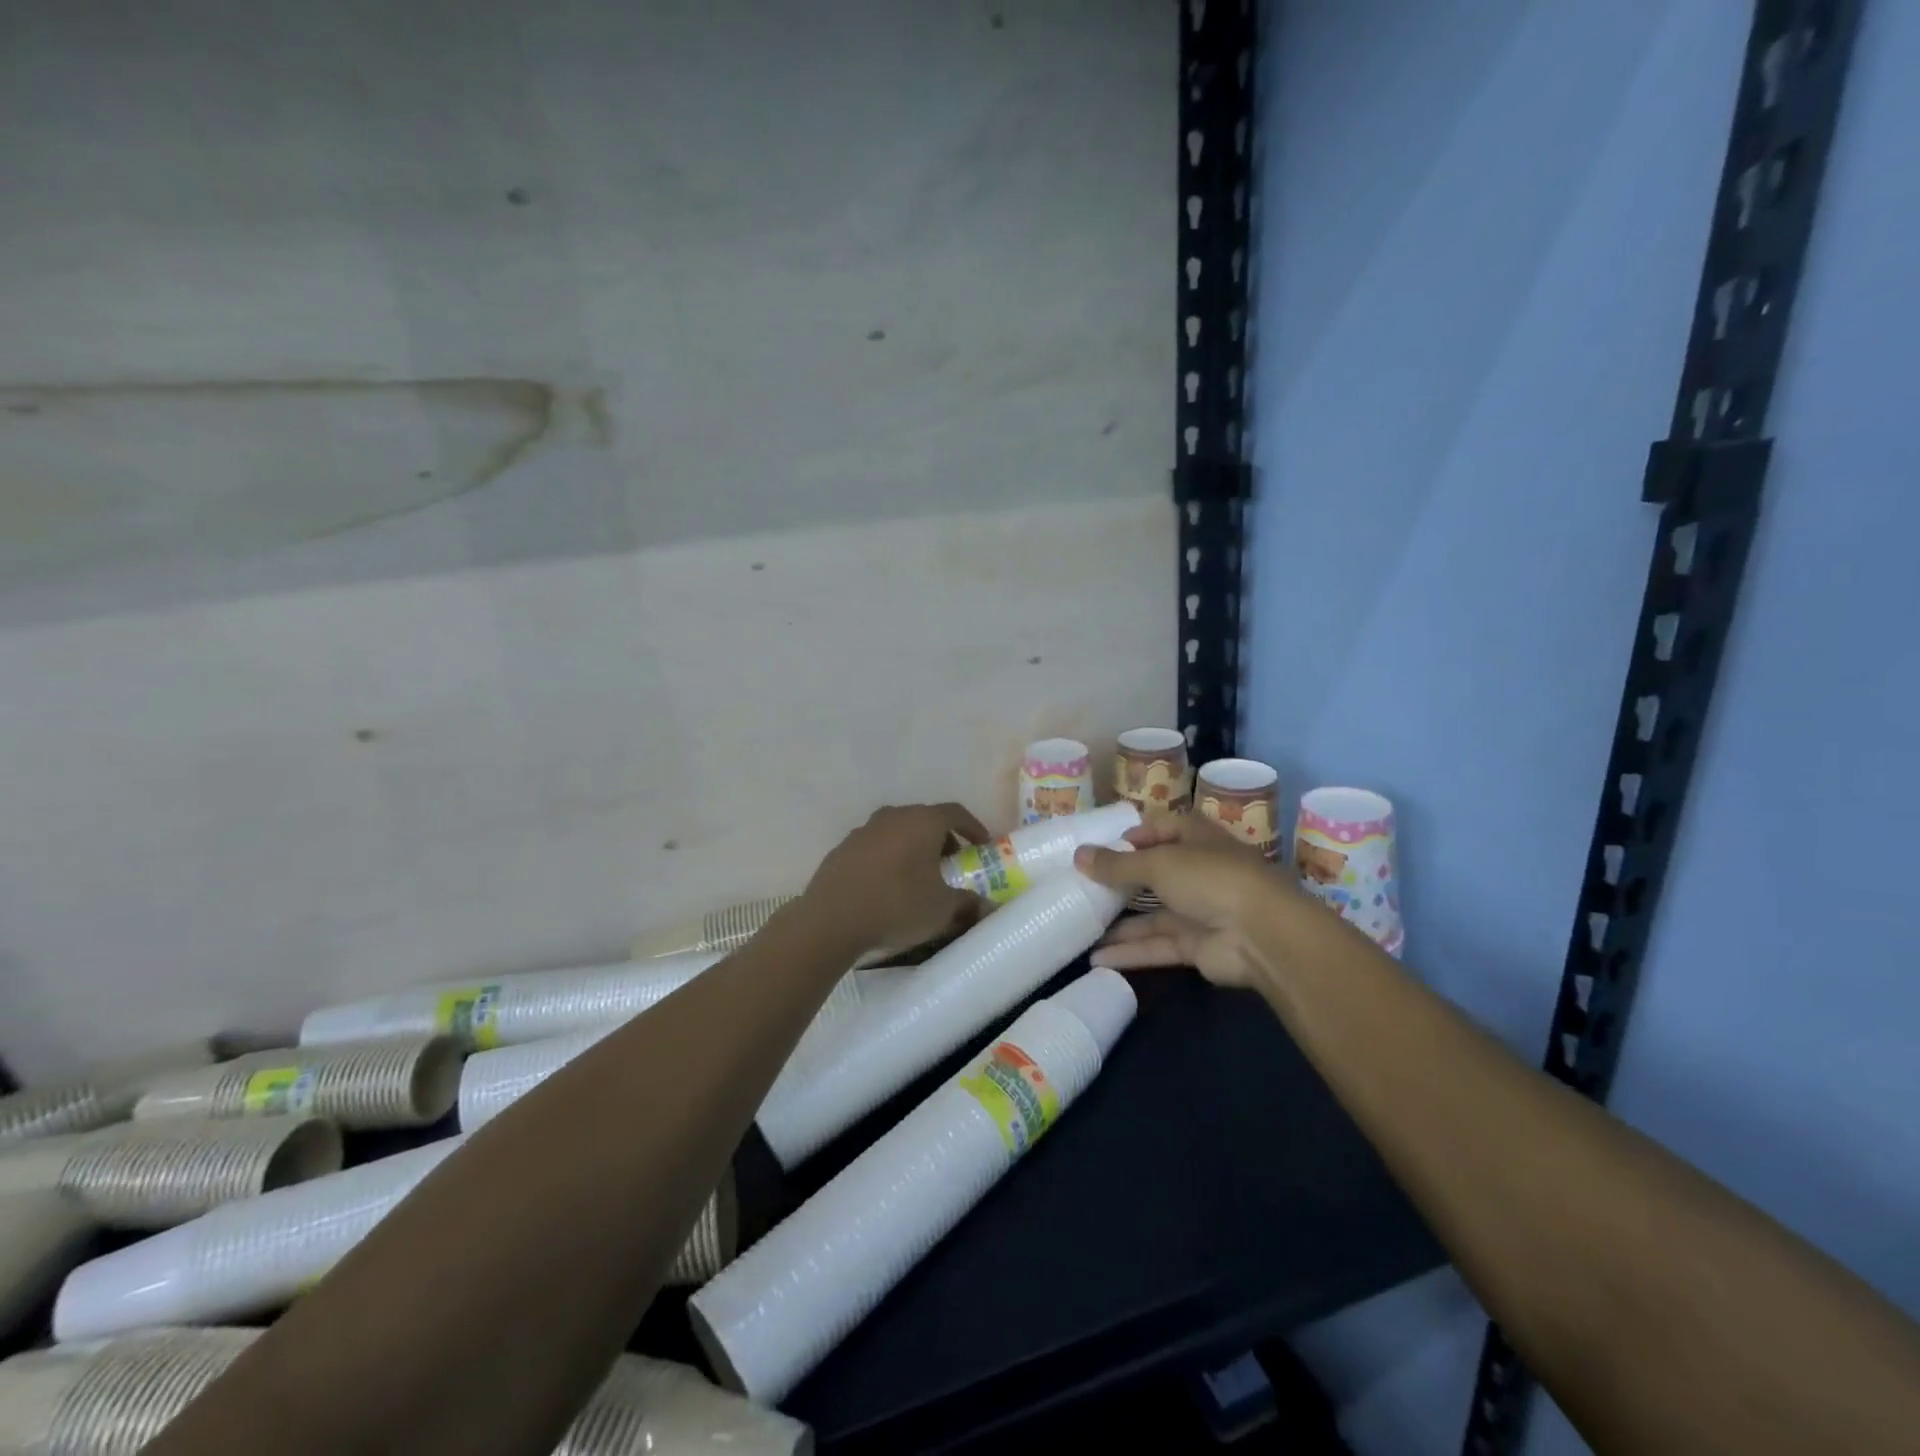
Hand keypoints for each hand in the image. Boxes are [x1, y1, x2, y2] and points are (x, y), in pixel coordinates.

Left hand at [806, 802, 989, 955]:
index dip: (973, 827)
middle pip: (925, 819)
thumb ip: (967, 903)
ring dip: (913, 848)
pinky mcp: (842, 848)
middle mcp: (893, 816)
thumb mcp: (942, 910)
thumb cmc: (897, 906)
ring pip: (898, 831)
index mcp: (922, 822)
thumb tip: (984, 906)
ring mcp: (864, 830)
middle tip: (951, 863)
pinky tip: (887, 885)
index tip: (982, 846)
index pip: (955, 813)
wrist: (831, 920)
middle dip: (943, 839)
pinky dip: (888, 858)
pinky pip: (876, 847)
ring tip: (919, 876)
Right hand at [1073, 811, 1290, 987]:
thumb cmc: (1211, 879)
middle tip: (1081, 887)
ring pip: (1152, 915)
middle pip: (1153, 873)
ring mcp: (1199, 910)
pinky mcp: (1196, 945)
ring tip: (1080, 926)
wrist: (1263, 935)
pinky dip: (1130, 952)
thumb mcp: (1158, 863)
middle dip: (1120, 881)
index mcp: (1196, 838)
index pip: (1161, 829)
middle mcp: (1197, 871)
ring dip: (1119, 923)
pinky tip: (1096, 959)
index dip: (1133, 835)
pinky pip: (1157, 945)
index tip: (1099, 848)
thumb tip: (1078, 855)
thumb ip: (1117, 864)